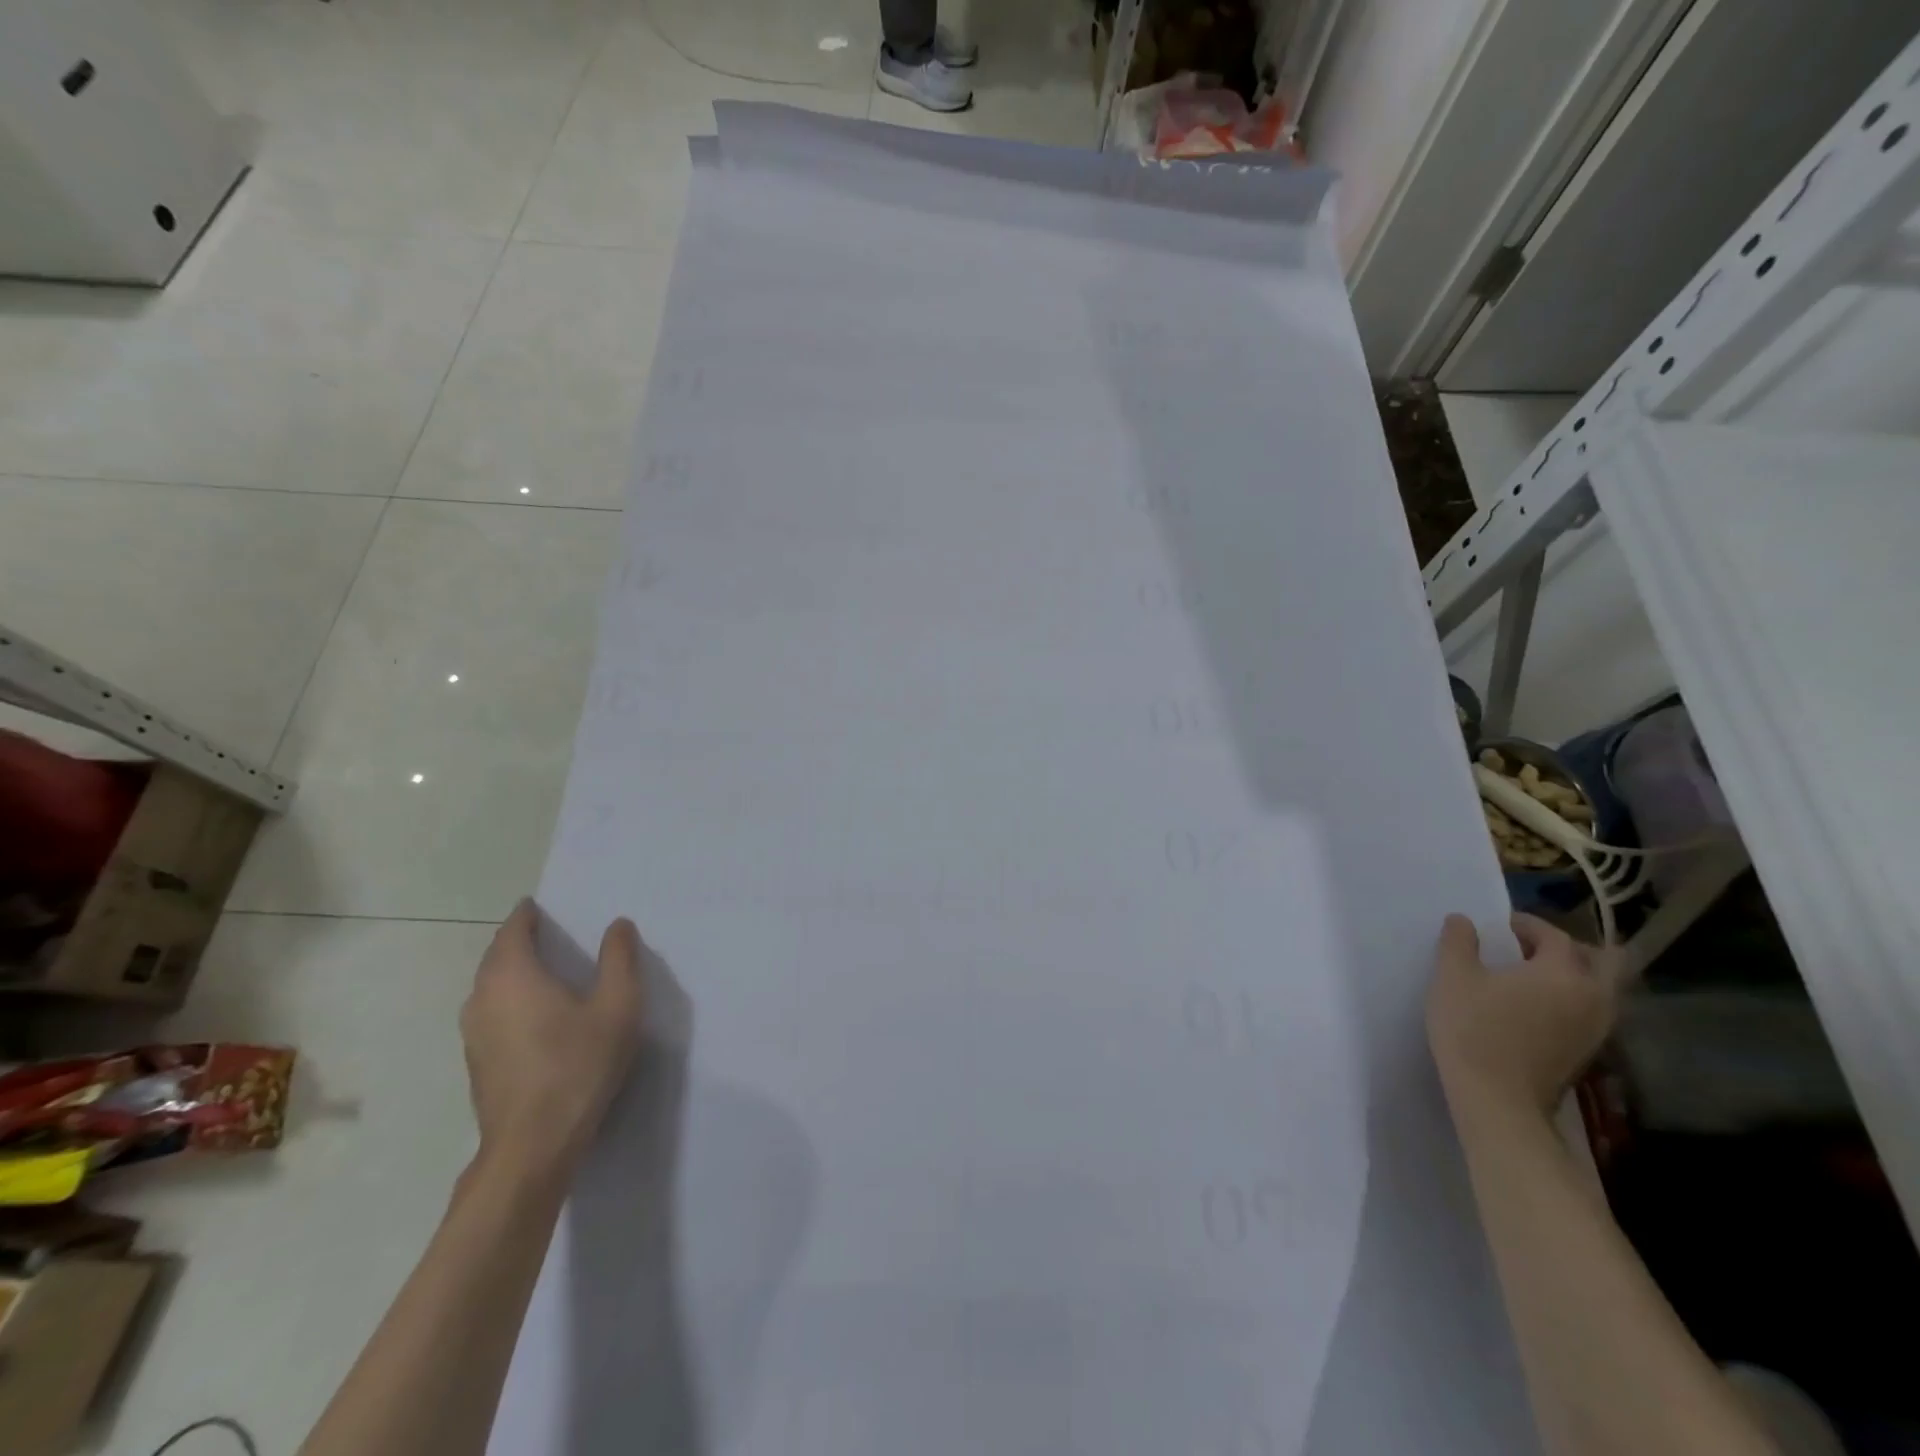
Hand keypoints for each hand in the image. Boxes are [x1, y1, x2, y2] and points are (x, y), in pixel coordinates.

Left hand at [460, 899, 645, 1178]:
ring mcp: (473, 1033)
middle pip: (497, 957)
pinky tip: (534, 1014)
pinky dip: (509, 999)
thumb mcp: (617, 1006)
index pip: (513, 931)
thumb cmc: (578, 1065)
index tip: (540, 905)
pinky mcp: (477, 1061)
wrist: (533, 1145)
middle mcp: (482, 997)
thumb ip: (619, 960)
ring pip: (489, 987)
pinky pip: (491, 1012)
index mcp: (512, 976)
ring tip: (544, 969)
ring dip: (511, 971)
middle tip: (549, 932)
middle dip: (518, 941)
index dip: (526, 915)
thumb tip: (618, 925)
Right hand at [1427, 913, 1618, 1115]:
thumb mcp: (1452, 977)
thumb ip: (1458, 942)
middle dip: (1569, 948)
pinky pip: (1593, 1013)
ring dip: (1575, 976)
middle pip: (1601, 961)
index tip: (1501, 926)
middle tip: (1531, 949)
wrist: (1498, 1101)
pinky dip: (1574, 1000)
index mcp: (1563, 972)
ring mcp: (1598, 1029)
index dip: (1528, 925)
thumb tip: (1463, 920)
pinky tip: (1540, 1008)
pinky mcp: (1589, 1053)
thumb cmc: (1473, 1030)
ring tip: (1534, 978)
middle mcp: (1593, 997)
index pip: (1555, 935)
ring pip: (1602, 990)